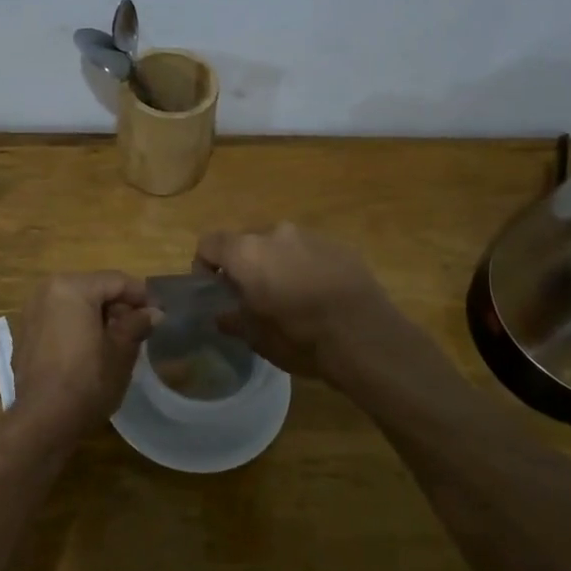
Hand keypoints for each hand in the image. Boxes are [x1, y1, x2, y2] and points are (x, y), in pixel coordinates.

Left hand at [12, 272, 157, 428]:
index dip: (142, 296)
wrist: (43, 420)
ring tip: (119, 339)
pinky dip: (77, 326)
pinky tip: (92, 349)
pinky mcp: (25, 333)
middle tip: (141, 328)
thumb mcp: (121, 352)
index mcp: (72, 287)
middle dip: (119, 305)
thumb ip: (137, 324)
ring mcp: (32, 312)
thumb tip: (154, 312)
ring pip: (75, 303)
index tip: (160, 313)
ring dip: (98, 316)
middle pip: (94, 289)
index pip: (116, 281)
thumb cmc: (87, 381)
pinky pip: (59, 319)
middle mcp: (47, 291)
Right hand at [195, 224, 397, 382]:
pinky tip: (318, 295)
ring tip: (288, 295)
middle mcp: (276, 233)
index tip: (214, 288)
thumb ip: (233, 319)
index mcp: (247, 252)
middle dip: (243, 264)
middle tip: (251, 295)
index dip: (204, 264)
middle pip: (246, 241)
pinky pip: (309, 251)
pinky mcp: (339, 245)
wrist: (365, 337)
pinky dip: (305, 266)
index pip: (209, 243)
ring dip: (276, 263)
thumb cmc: (299, 338)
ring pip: (280, 244)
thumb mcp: (256, 338)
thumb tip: (222, 315)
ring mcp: (310, 235)